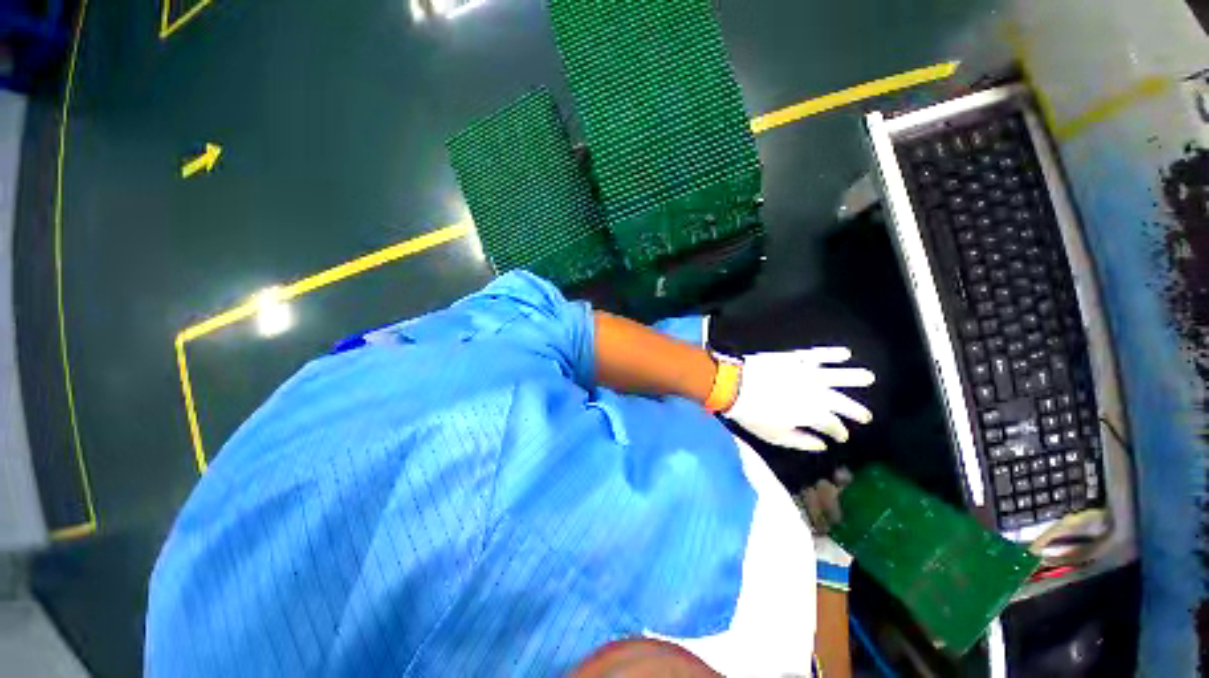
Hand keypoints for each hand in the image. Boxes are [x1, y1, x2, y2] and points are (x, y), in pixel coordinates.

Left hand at [723, 347, 874, 451]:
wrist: (733, 386)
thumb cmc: (753, 414)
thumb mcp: (776, 436)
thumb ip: (801, 441)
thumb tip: (821, 445)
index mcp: (812, 414)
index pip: (832, 425)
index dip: (838, 432)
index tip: (841, 437)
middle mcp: (815, 393)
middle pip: (840, 402)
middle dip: (854, 410)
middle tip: (866, 416)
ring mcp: (805, 374)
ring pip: (836, 376)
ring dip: (853, 377)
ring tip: (868, 378)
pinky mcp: (793, 358)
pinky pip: (816, 355)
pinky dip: (831, 354)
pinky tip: (845, 353)